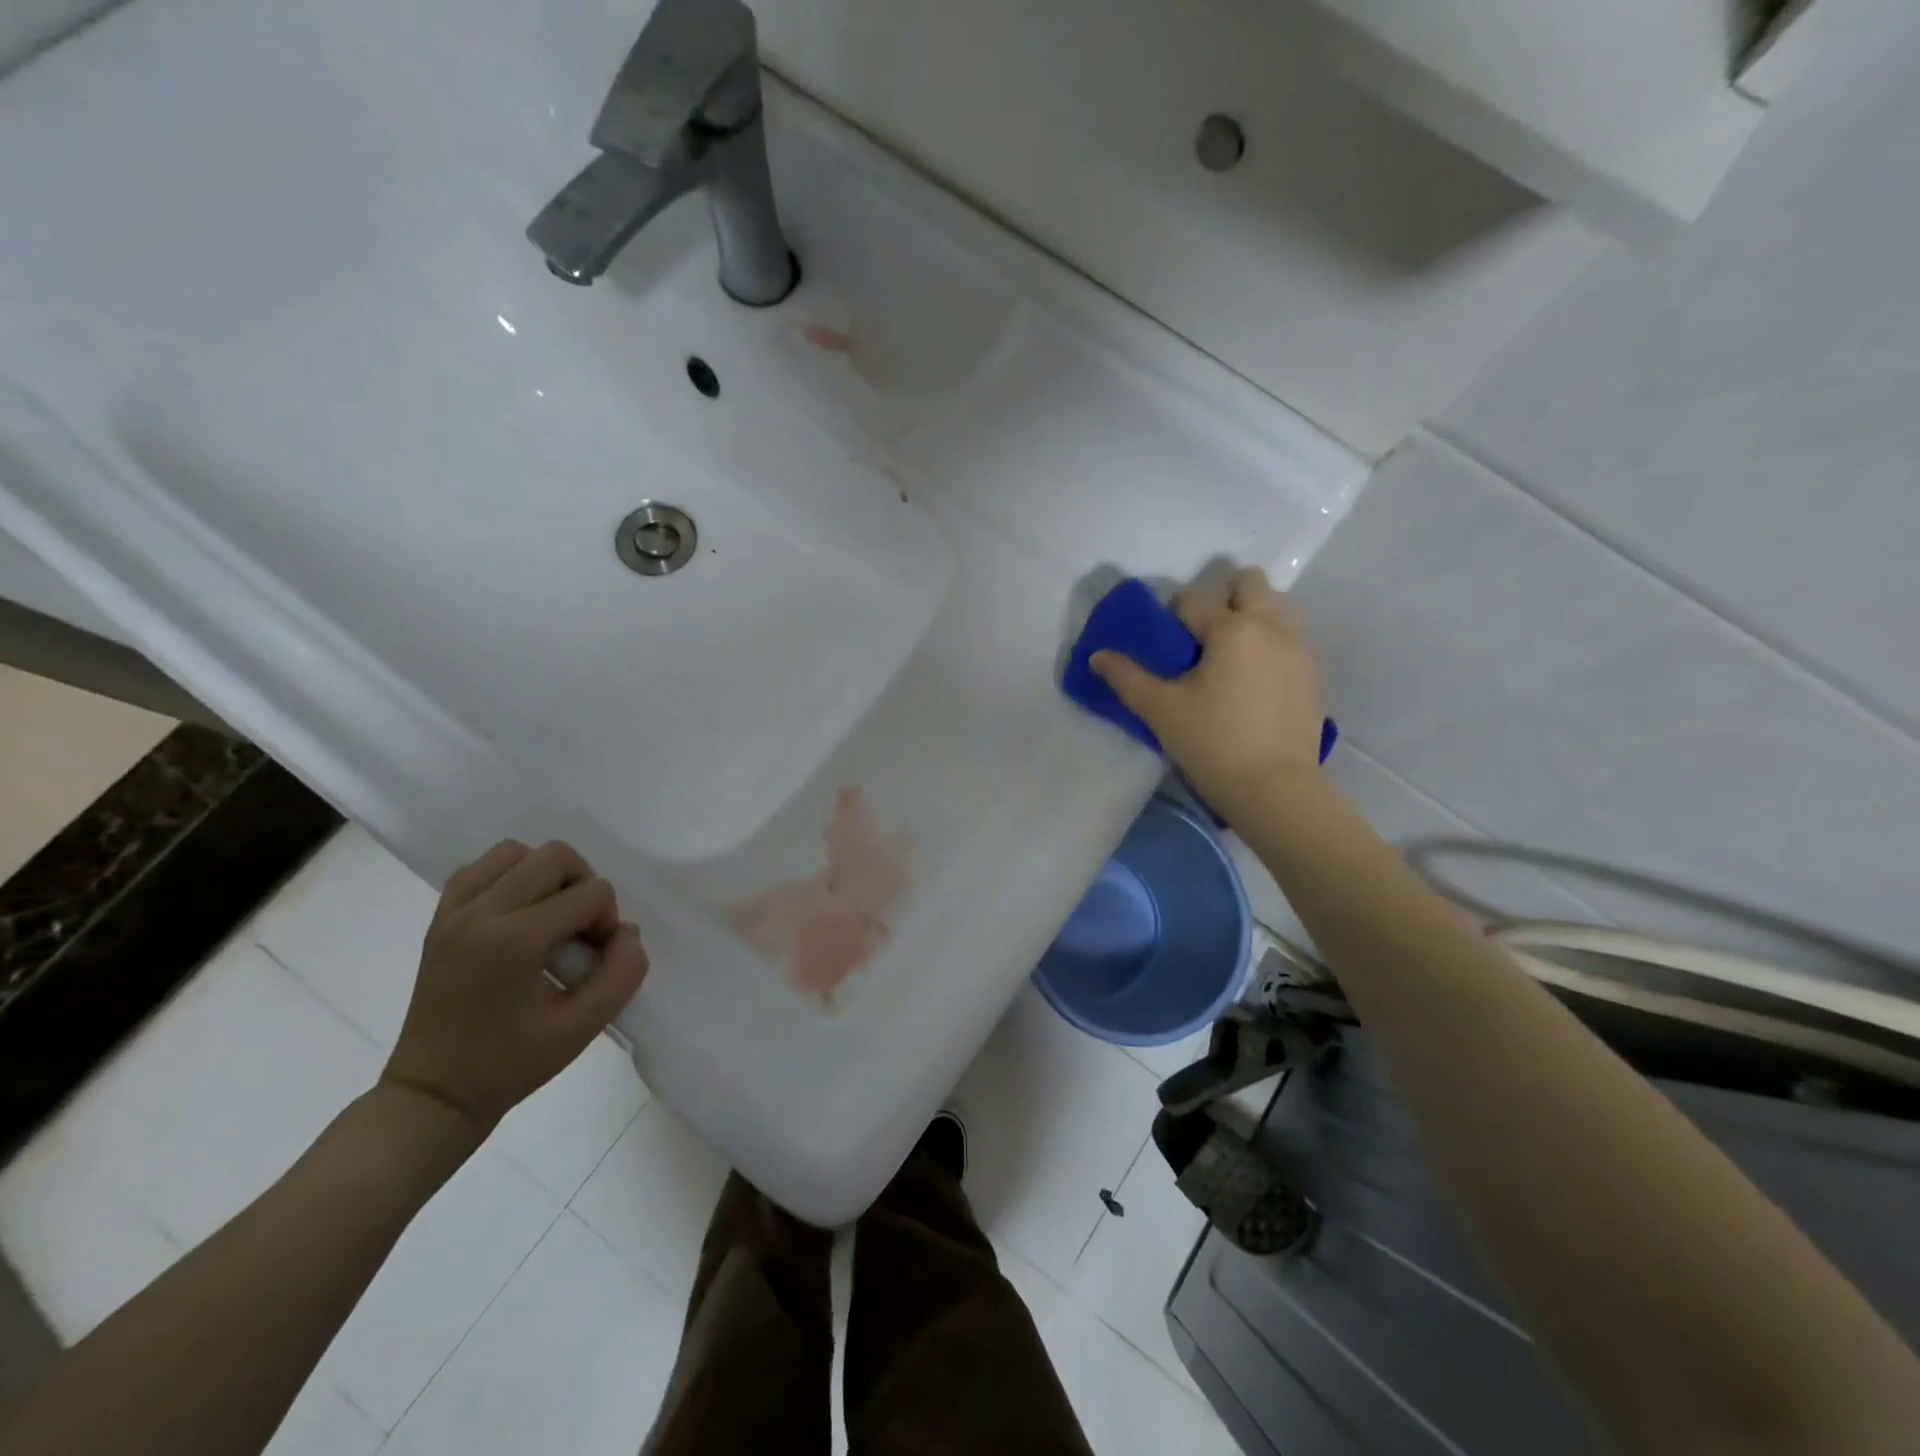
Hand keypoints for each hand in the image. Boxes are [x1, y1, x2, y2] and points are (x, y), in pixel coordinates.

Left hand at [380, 840, 649, 1132]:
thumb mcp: (584, 1027)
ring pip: (515, 852)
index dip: (607, 921)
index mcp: (514, 940)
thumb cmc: (511, 1064)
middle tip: (580, 930)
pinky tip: (517, 915)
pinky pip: (479, 869)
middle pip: (555, 856)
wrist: (434, 1094)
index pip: (590, 893)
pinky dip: (507, 878)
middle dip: (583, 886)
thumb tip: (627, 931)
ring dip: (545, 875)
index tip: (596, 959)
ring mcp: (454, 912)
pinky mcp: (439, 918)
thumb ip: (623, 972)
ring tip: (549, 917)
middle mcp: (480, 912)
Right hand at [1092, 567, 1326, 816]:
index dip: (1172, 617)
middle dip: (1220, 597)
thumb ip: (1126, 677)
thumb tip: (1097, 656)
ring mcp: (1299, 646)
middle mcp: (1271, 625)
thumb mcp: (1161, 711)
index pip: (1192, 599)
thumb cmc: (1213, 745)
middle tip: (1201, 638)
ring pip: (1275, 603)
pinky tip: (1252, 677)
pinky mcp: (1313, 670)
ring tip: (1229, 654)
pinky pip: (1290, 633)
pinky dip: (1269, 638)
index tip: (1166, 648)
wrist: (1275, 789)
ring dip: (1250, 613)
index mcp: (1232, 629)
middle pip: (1247, 582)